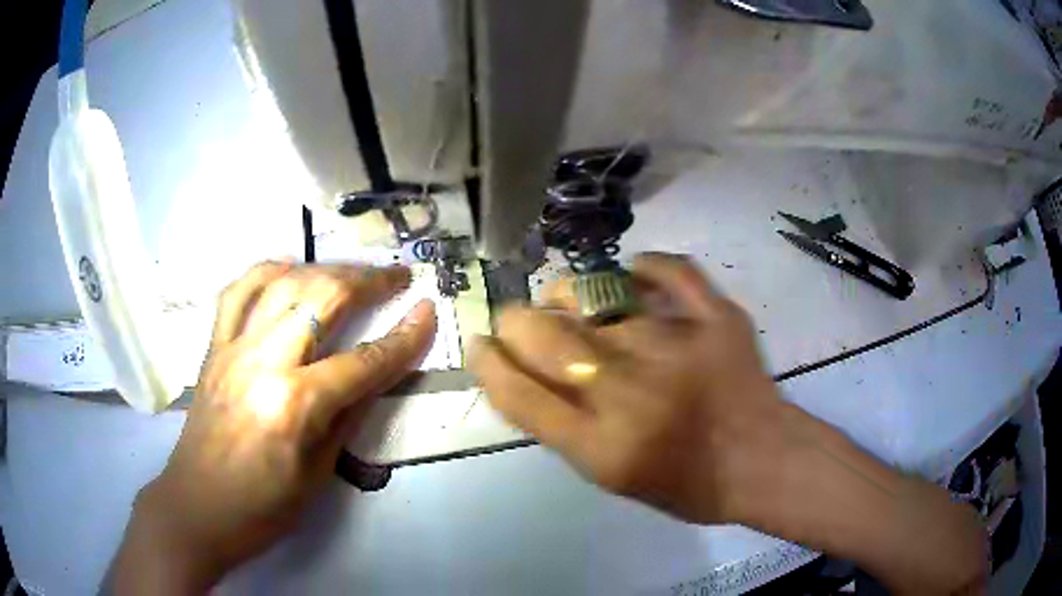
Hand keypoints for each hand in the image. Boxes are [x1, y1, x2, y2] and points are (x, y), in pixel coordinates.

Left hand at [113, 262, 435, 592]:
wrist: (197, 508)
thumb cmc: (263, 508)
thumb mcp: (319, 475)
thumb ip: (348, 417)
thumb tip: (375, 376)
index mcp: (296, 406)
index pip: (364, 362)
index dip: (404, 337)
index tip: (429, 310)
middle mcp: (264, 363)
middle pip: (322, 299)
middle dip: (368, 281)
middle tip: (397, 276)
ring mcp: (233, 348)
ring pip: (283, 283)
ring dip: (324, 269)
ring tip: (350, 271)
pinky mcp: (213, 347)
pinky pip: (237, 292)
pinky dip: (266, 270)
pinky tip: (288, 268)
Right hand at [469, 253, 783, 523]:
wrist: (762, 461)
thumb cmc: (684, 483)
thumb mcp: (608, 475)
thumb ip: (561, 426)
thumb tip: (521, 370)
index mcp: (601, 445)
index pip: (518, 391)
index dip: (487, 362)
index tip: (479, 344)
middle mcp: (631, 391)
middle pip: (542, 334)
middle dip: (513, 320)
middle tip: (517, 320)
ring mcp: (677, 346)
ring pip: (594, 294)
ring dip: (565, 293)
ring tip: (564, 299)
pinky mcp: (717, 318)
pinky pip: (670, 269)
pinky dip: (645, 264)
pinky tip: (631, 272)